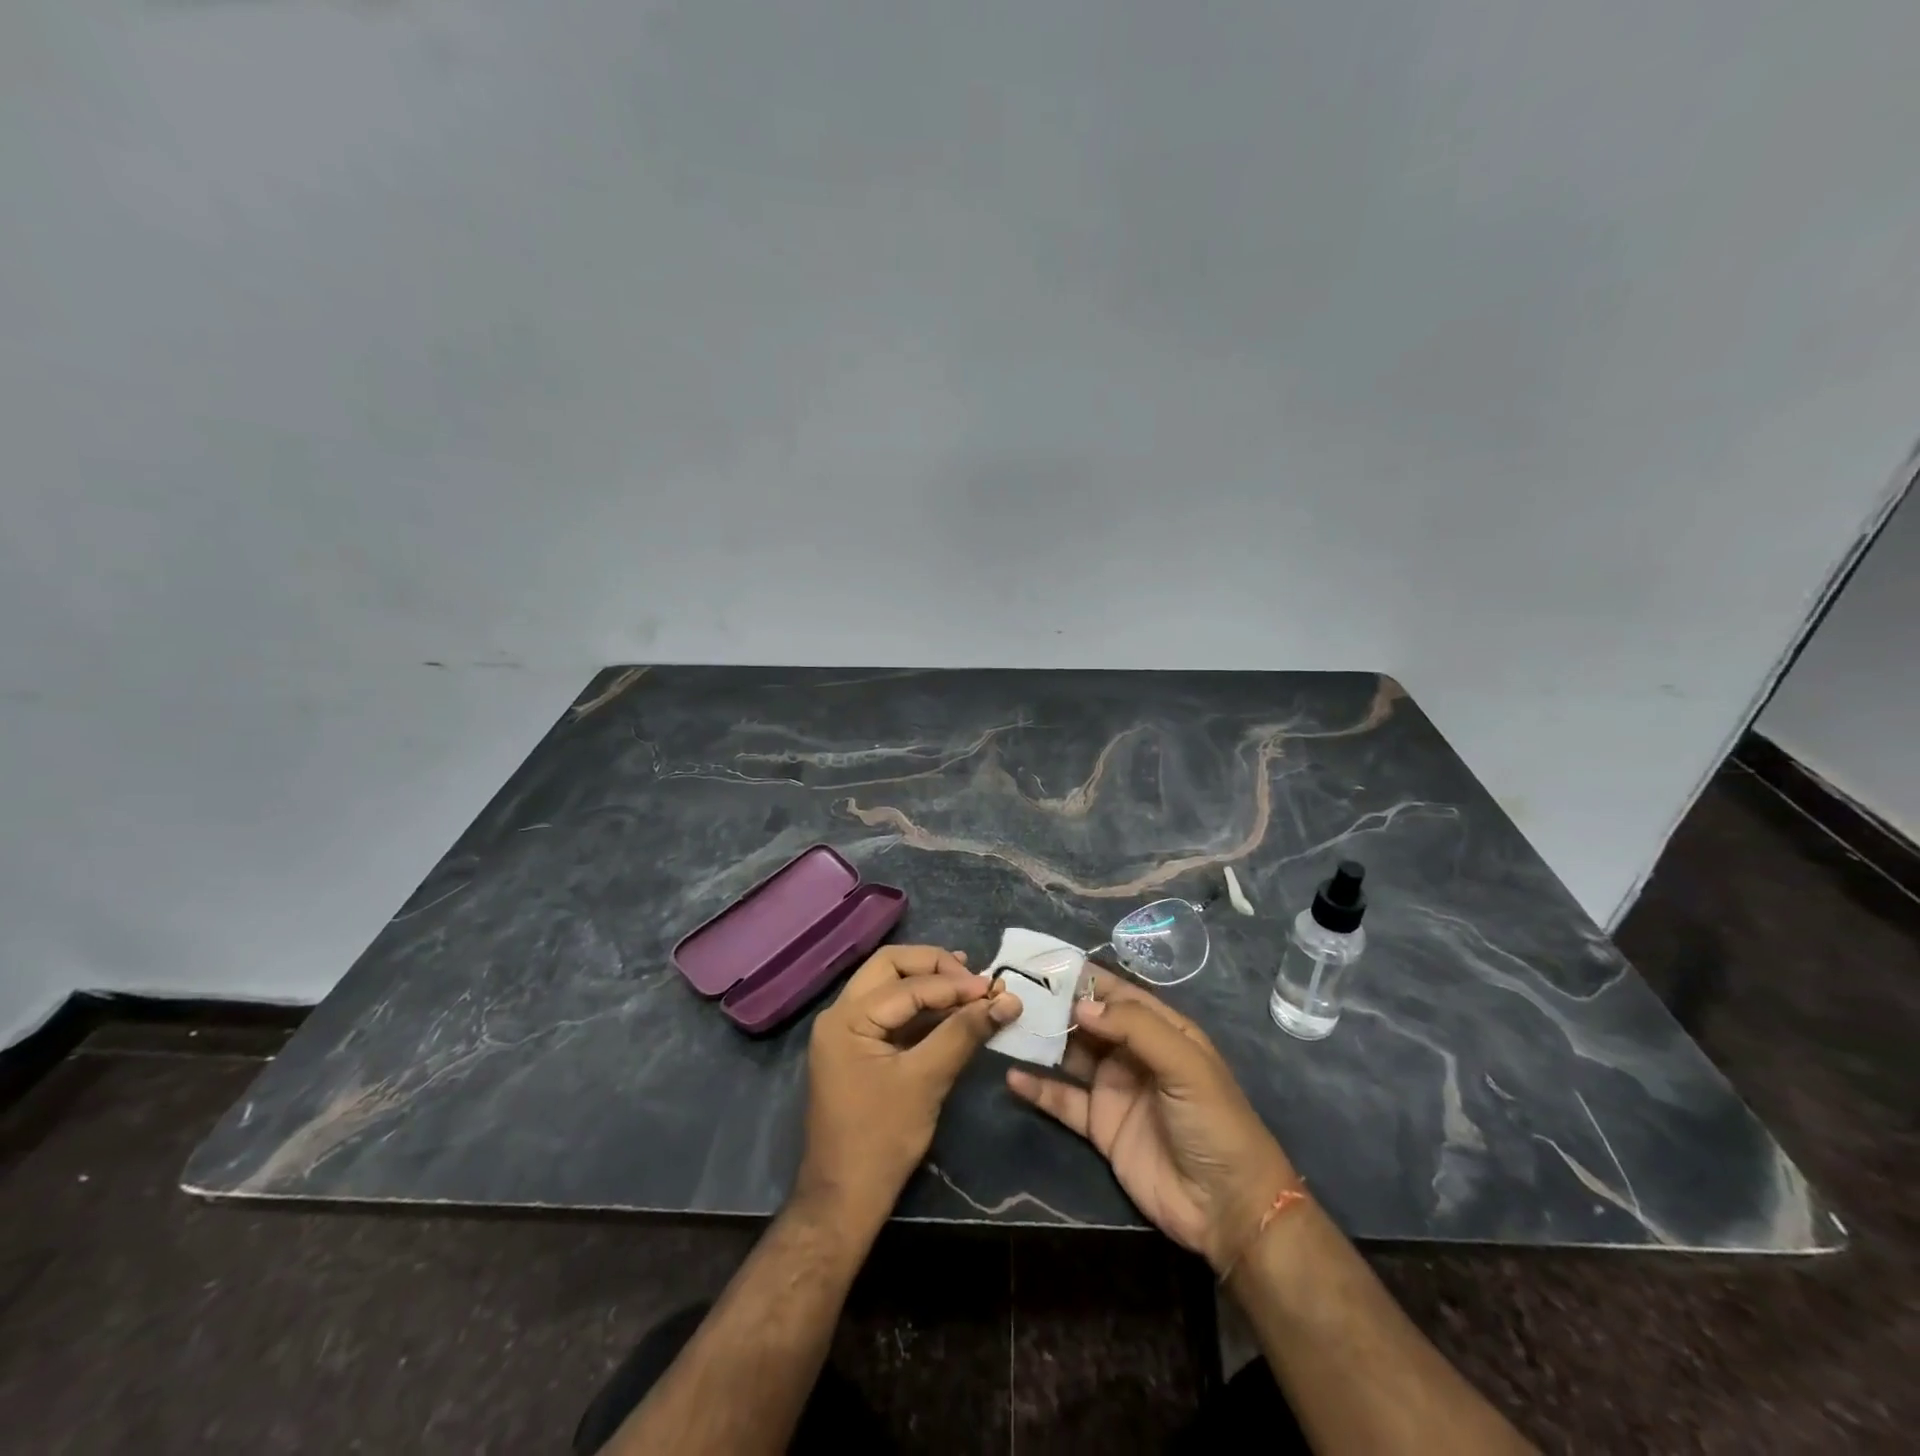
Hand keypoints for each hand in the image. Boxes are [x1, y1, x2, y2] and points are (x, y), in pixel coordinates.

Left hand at [797, 945, 1022, 1226]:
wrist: (844, 1200)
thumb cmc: (881, 1140)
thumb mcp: (926, 1081)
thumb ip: (963, 1033)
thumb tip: (1007, 1000)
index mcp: (847, 1018)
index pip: (907, 983)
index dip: (954, 983)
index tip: (996, 988)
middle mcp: (840, 1014)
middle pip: (891, 967)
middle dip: (936, 967)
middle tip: (975, 979)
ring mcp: (848, 1031)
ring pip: (891, 986)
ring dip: (931, 984)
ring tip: (972, 988)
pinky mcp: (860, 1049)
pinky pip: (893, 1013)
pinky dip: (924, 1008)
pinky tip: (954, 1011)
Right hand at [1006, 968, 1297, 1272]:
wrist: (1227, 1208)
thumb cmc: (1214, 1122)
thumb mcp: (1184, 1064)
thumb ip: (1135, 1028)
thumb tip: (1081, 1005)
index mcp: (1161, 1029)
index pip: (1116, 993)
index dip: (1083, 977)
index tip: (1043, 962)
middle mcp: (1134, 1053)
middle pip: (1088, 1021)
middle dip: (1054, 1005)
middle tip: (1012, 990)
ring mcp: (1115, 1089)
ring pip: (1070, 1055)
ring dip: (1042, 1041)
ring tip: (1005, 1025)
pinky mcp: (1100, 1126)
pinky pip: (1064, 1101)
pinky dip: (1039, 1089)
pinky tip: (1012, 1076)